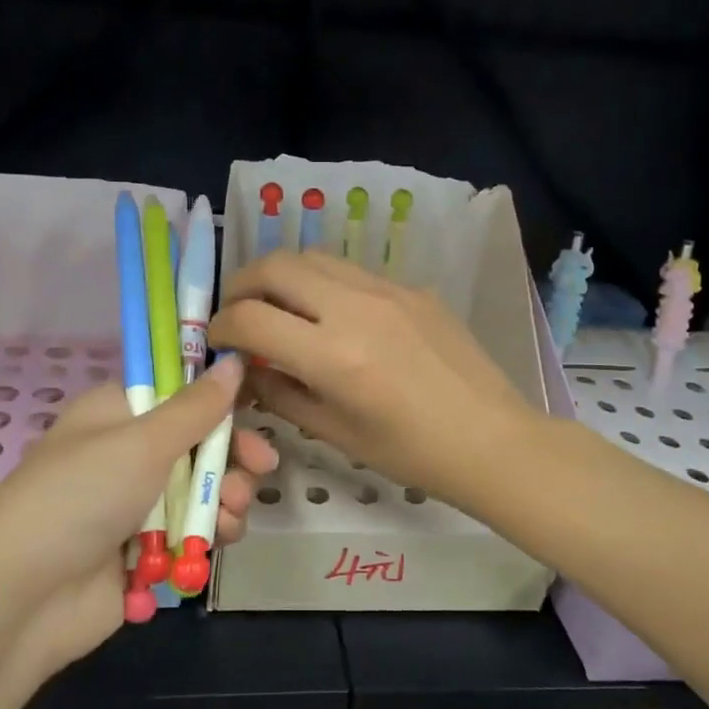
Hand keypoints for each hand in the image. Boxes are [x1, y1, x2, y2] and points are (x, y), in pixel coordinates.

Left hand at [0, 355, 278, 682]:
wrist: (21, 599)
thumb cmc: (81, 497)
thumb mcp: (142, 443)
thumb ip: (196, 407)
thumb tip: (235, 361)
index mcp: (118, 413)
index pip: (179, 392)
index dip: (219, 400)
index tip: (255, 408)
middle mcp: (127, 453)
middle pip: (198, 443)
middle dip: (232, 456)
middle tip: (262, 466)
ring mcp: (135, 504)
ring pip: (201, 490)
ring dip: (227, 498)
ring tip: (233, 515)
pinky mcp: (143, 550)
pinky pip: (191, 532)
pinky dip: (210, 534)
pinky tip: (222, 540)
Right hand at [209, 251, 540, 514]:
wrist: (490, 438)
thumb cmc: (411, 452)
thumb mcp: (335, 432)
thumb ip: (281, 393)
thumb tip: (246, 370)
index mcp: (333, 355)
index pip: (250, 318)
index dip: (221, 328)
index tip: (217, 342)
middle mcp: (355, 307)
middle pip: (275, 265)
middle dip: (242, 285)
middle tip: (238, 312)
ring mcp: (387, 290)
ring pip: (312, 256)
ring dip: (282, 275)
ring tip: (278, 306)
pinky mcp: (412, 287)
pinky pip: (351, 271)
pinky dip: (323, 283)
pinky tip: (331, 315)